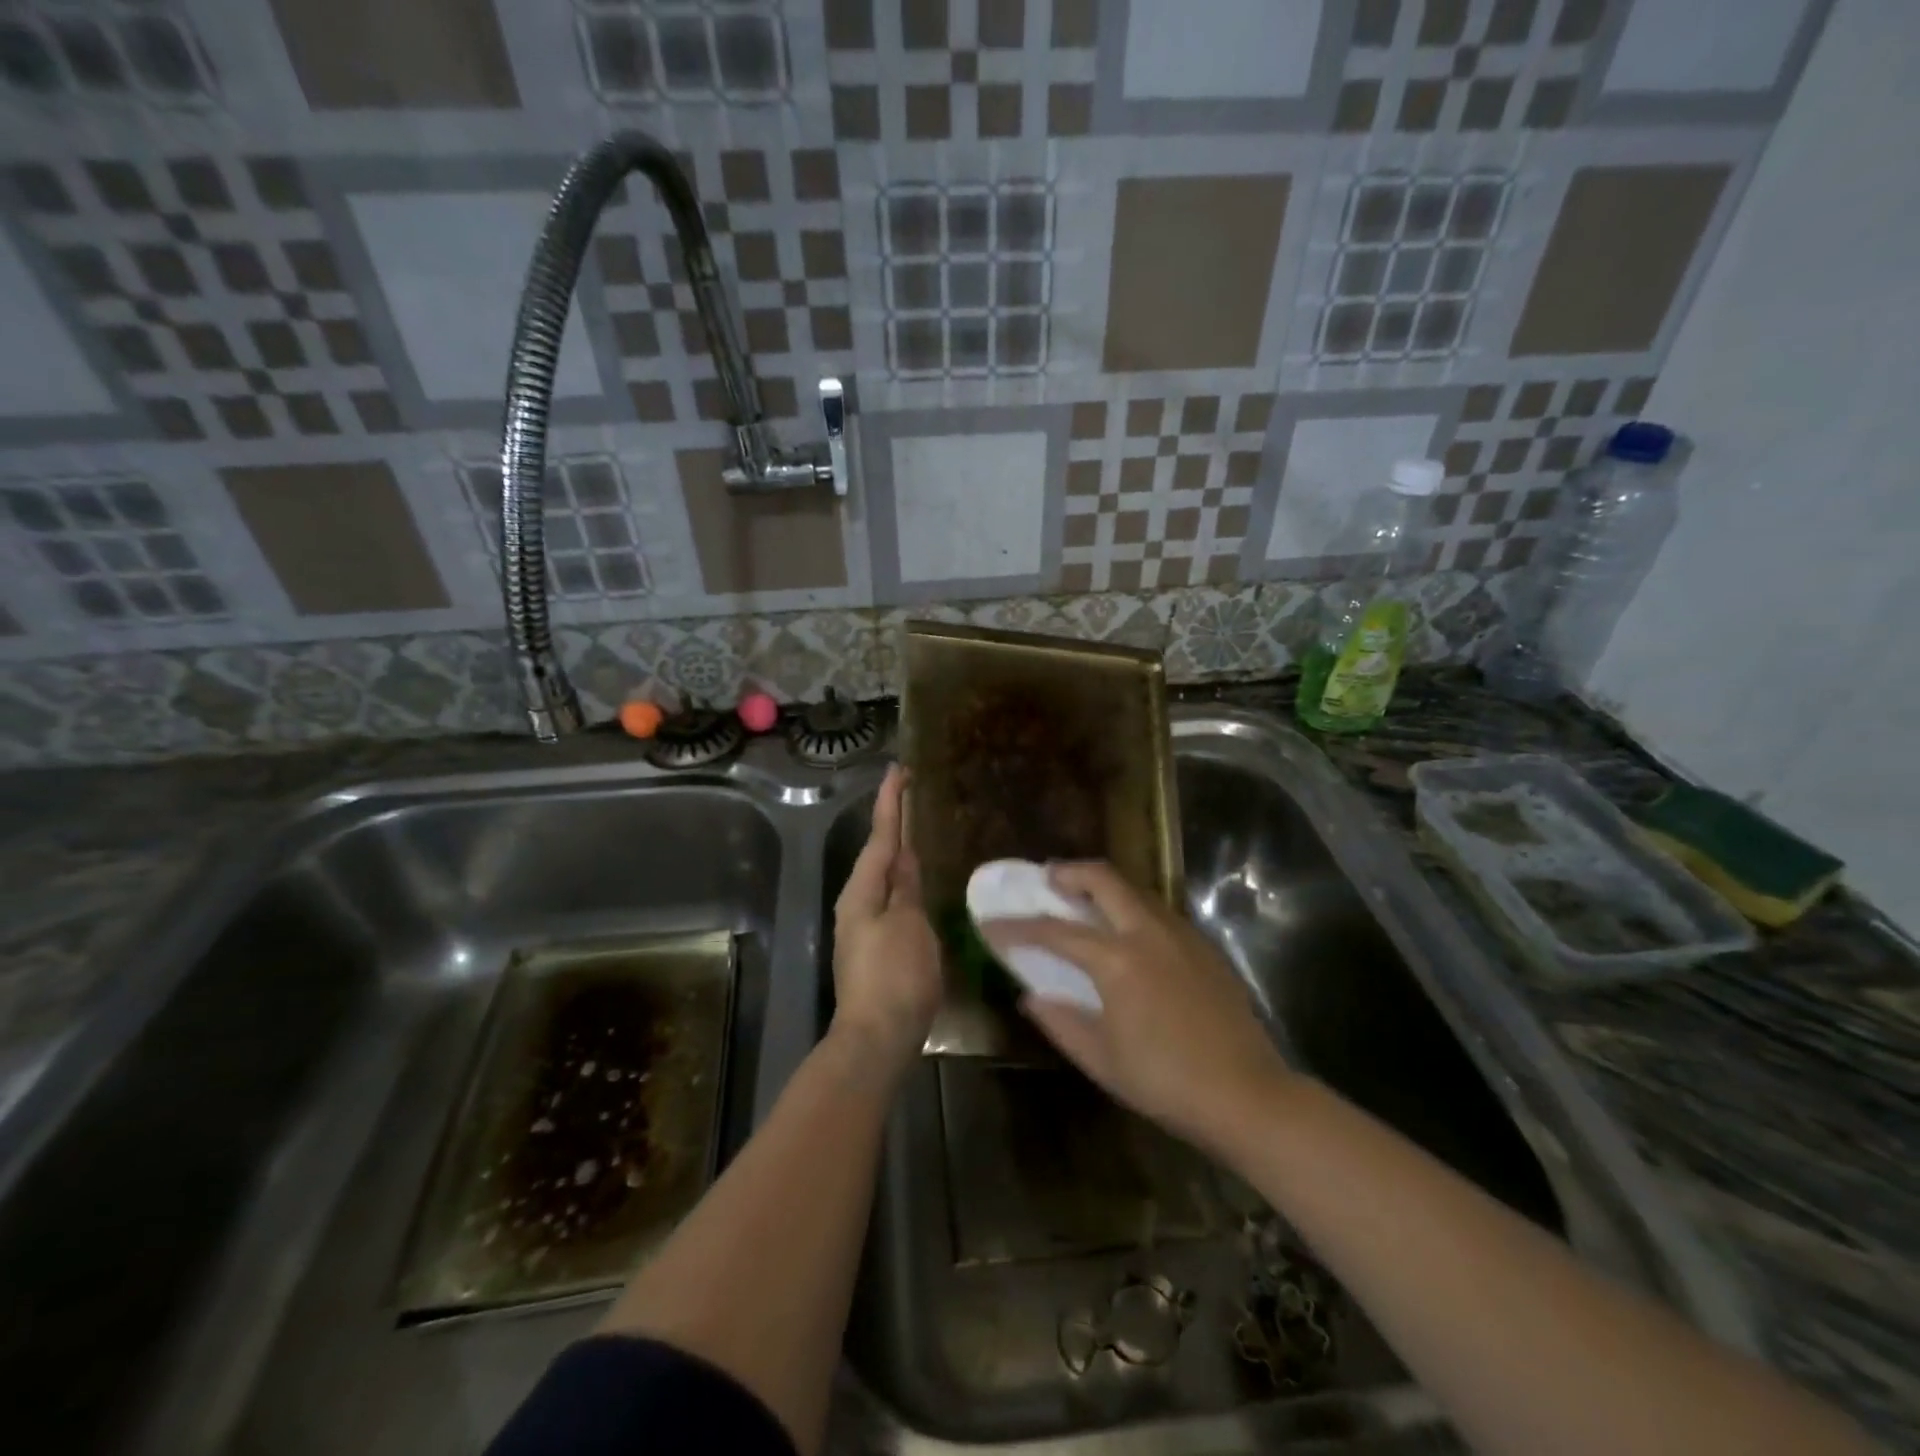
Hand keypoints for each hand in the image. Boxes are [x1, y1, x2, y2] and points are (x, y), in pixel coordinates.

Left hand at [831, 765, 941, 1079]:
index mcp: (863, 890)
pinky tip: (913, 880)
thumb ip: (906, 886)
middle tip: (909, 792)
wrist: (876, 1038)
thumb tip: (903, 855)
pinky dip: (900, 878)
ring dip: (895, 848)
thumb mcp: (909, 925)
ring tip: (913, 827)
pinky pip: (888, 897)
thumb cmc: (895, 977)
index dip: (891, 802)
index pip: (881, 834)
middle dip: (892, 821)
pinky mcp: (874, 946)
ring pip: (882, 875)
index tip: (898, 770)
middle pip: (878, 851)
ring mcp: (863, 925)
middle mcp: (858, 901)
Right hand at [982, 863, 1292, 1152]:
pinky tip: (1129, 933)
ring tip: (1083, 901)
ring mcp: (1181, 935)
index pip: (1055, 931)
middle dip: (1068, 872)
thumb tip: (1030, 997)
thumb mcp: (1102, 1060)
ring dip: (1104, 886)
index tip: (992, 923)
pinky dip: (1132, 907)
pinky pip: (1158, 911)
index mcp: (1117, 959)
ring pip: (1135, 890)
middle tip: (1047, 879)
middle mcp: (1148, 932)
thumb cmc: (1166, 1082)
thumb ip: (1060, 1022)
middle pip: (1102, 879)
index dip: (1017, 927)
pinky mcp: (1204, 947)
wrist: (1248, 1095)